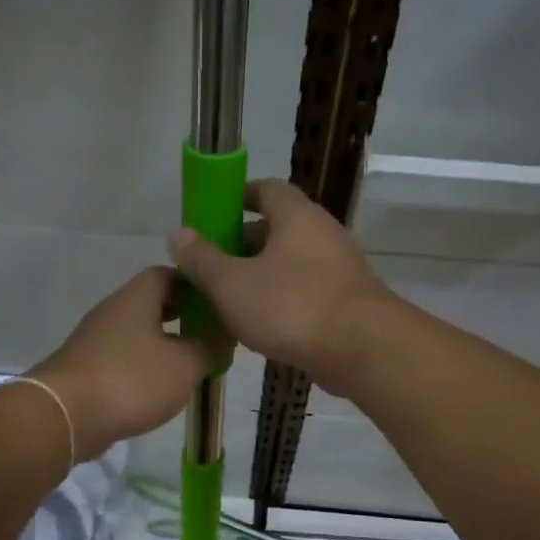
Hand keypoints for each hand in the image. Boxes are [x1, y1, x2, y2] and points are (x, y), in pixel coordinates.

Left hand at [28, 268, 227, 460]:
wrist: (65, 416)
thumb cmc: (131, 380)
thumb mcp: (185, 365)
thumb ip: (210, 347)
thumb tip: (226, 333)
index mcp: (136, 298)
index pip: (168, 273)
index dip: (195, 284)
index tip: (218, 302)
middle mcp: (113, 311)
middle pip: (151, 302)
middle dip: (181, 315)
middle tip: (209, 333)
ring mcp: (95, 340)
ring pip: (136, 332)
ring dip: (162, 342)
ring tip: (190, 363)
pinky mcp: (86, 369)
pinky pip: (122, 358)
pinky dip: (143, 366)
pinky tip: (159, 387)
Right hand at [168, 181, 392, 393]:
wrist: (362, 350)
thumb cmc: (291, 307)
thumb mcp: (232, 284)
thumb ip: (203, 259)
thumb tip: (177, 233)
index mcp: (296, 216)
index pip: (267, 189)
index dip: (238, 197)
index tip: (213, 214)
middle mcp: (322, 233)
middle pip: (277, 228)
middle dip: (242, 243)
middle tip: (211, 264)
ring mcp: (339, 268)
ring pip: (290, 263)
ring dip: (260, 275)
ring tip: (227, 298)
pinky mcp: (346, 301)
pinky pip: (305, 290)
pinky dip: (281, 299)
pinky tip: (259, 324)